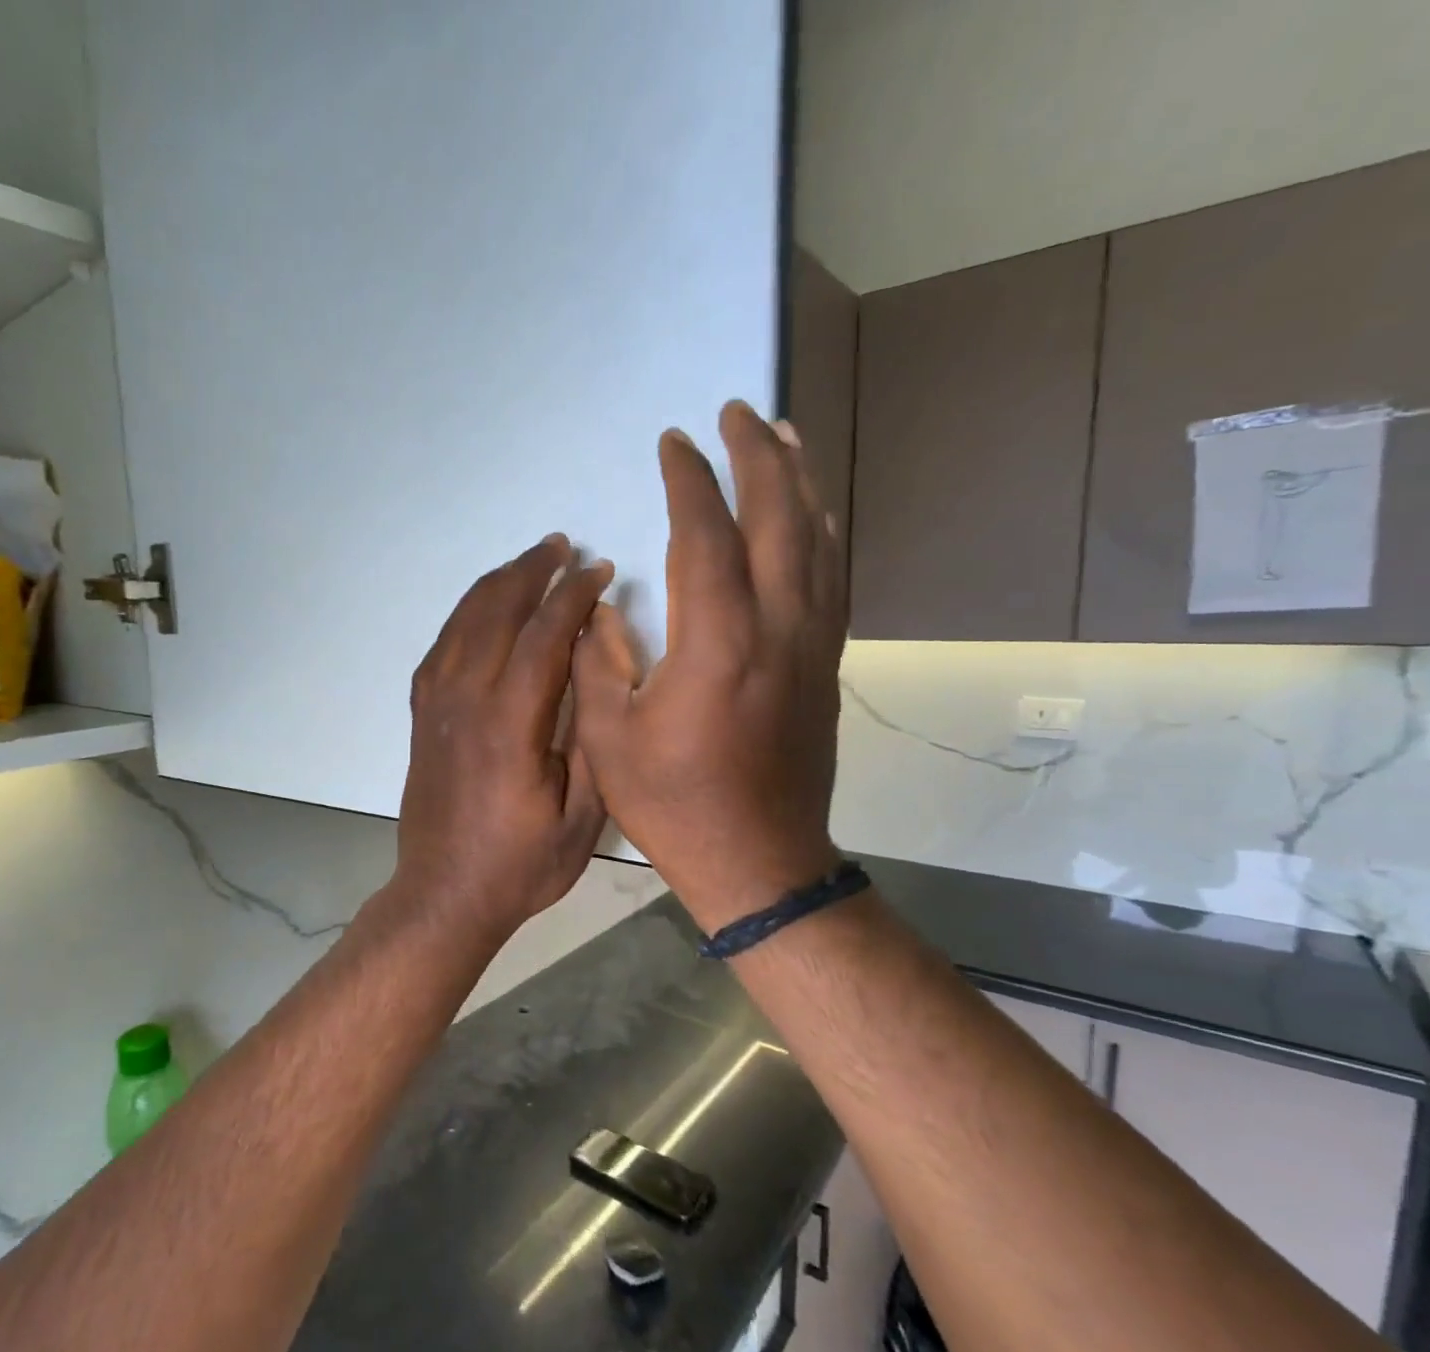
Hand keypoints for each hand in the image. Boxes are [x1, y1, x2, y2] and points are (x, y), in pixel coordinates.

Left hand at [393, 534, 615, 952]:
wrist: (445, 895)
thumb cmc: (520, 865)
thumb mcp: (581, 820)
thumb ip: (591, 743)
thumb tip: (598, 675)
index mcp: (509, 727)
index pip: (542, 638)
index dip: (572, 597)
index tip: (597, 571)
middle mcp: (465, 703)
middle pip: (496, 614)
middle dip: (531, 573)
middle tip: (562, 547)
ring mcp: (436, 708)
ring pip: (462, 624)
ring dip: (496, 585)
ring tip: (526, 563)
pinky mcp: (421, 718)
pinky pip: (439, 650)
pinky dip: (462, 617)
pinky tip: (481, 609)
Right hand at [573, 401, 845, 930]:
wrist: (758, 859)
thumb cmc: (673, 803)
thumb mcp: (610, 736)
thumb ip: (600, 660)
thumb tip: (604, 605)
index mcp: (717, 642)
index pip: (706, 534)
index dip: (689, 480)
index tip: (673, 443)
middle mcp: (777, 627)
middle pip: (778, 517)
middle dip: (757, 455)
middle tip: (738, 411)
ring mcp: (812, 644)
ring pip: (817, 540)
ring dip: (800, 481)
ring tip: (783, 437)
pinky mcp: (826, 664)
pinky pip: (832, 577)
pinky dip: (822, 532)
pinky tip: (813, 515)